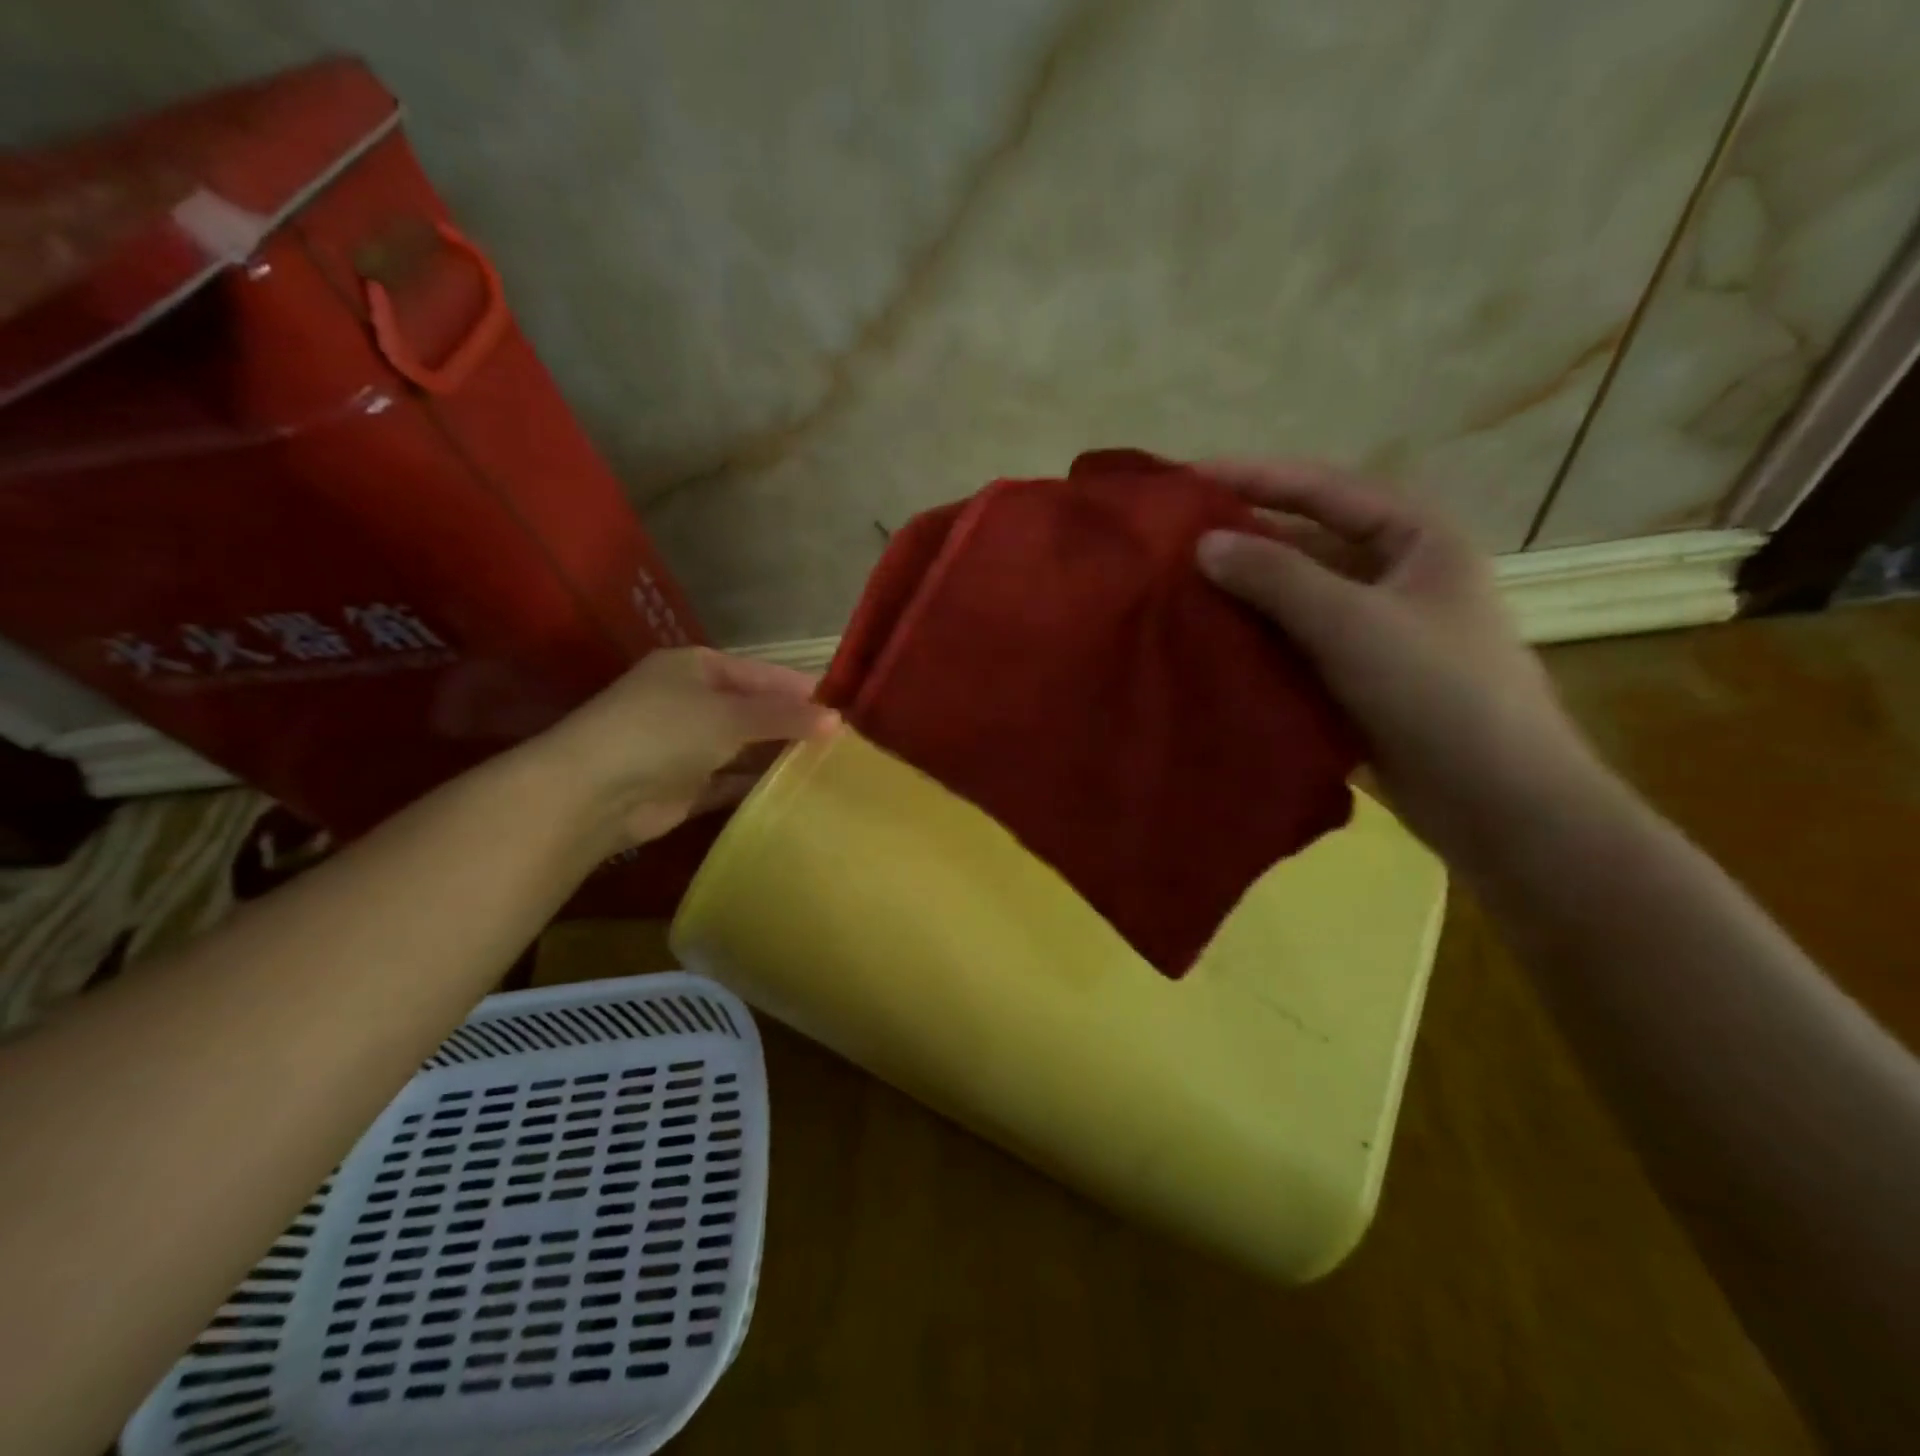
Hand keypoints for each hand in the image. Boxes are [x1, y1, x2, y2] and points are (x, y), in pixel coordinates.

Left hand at [535, 647, 837, 849]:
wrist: (595, 792)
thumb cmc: (664, 731)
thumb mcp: (730, 715)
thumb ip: (784, 717)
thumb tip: (837, 720)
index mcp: (697, 668)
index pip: (762, 674)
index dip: (802, 690)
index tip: (845, 707)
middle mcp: (692, 702)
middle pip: (754, 711)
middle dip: (793, 725)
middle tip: (843, 742)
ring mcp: (686, 746)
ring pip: (744, 748)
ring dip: (777, 757)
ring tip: (829, 768)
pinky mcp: (685, 786)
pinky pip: (730, 782)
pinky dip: (757, 786)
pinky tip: (794, 792)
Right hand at [1193, 460, 1600, 871]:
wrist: (1495, 800)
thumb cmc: (1436, 692)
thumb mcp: (1352, 622)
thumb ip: (1275, 577)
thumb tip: (1202, 543)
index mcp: (1415, 536)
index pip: (1321, 489)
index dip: (1253, 479)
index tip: (1186, 479)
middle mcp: (1395, 572)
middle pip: (1304, 542)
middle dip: (1241, 541)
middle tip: (1170, 543)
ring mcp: (1376, 627)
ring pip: (1295, 596)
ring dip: (1243, 594)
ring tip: (1175, 592)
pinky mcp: (1357, 675)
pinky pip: (1295, 642)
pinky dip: (1256, 640)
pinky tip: (1208, 644)